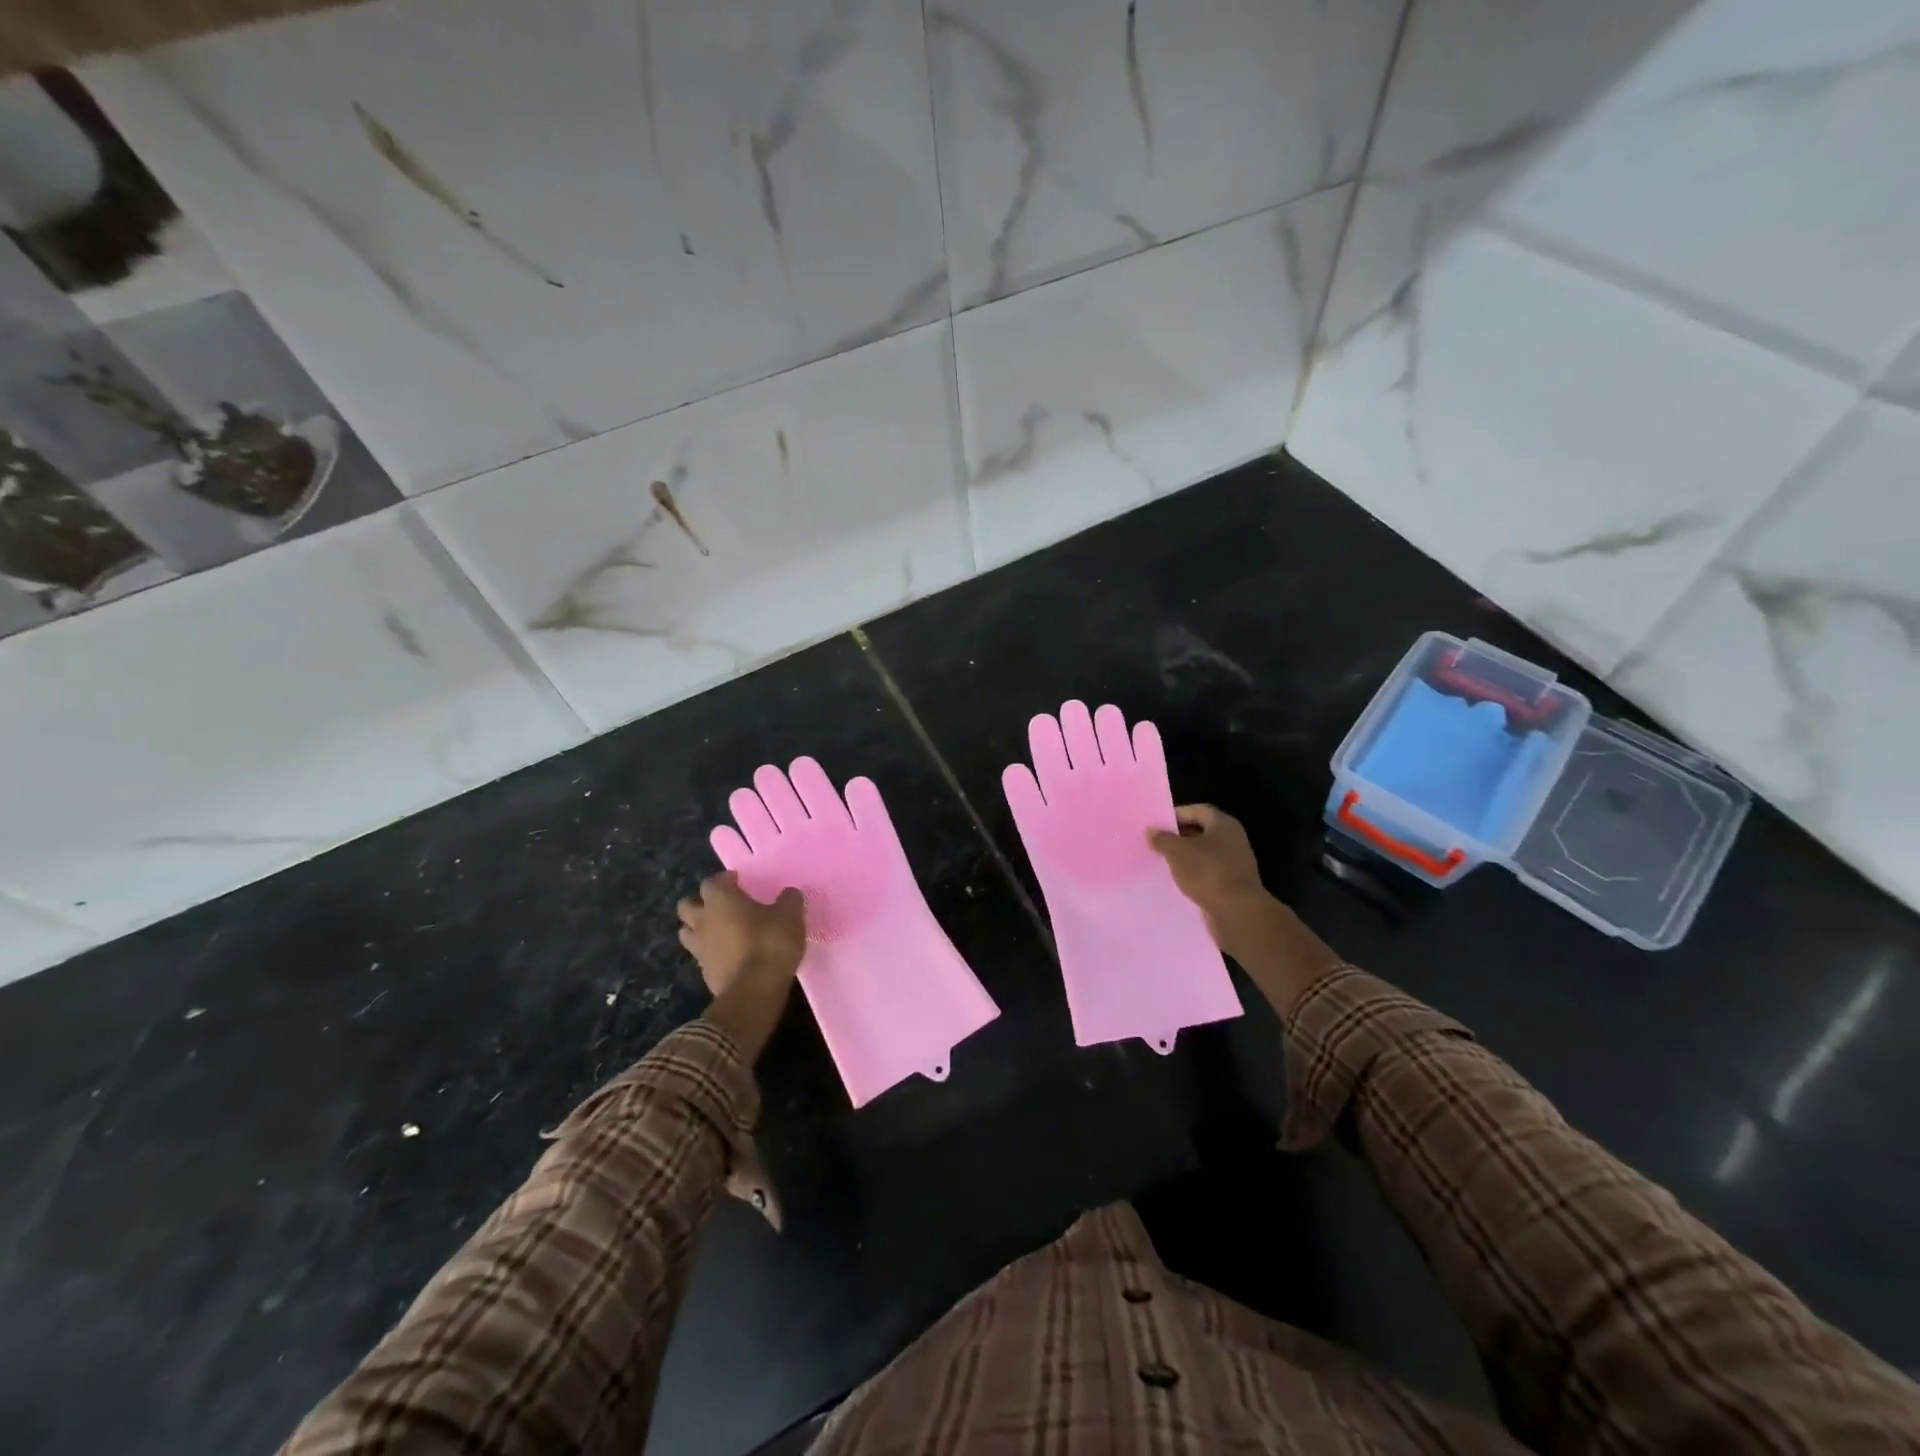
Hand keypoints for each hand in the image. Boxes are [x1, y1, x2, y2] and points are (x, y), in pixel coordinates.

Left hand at [678, 872, 804, 1057]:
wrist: (754, 991)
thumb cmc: (770, 943)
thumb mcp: (790, 916)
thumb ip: (789, 900)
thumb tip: (789, 894)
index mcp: (720, 901)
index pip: (711, 882)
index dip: (724, 880)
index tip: (739, 882)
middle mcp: (703, 921)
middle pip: (687, 906)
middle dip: (700, 903)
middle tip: (722, 906)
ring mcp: (699, 949)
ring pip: (687, 932)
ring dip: (699, 928)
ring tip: (719, 931)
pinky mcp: (703, 973)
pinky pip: (700, 956)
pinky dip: (710, 952)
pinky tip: (728, 955)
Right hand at [1148, 805, 1341, 1017]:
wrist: (1244, 921)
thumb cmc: (1212, 879)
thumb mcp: (1180, 855)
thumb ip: (1164, 841)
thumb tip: (1151, 833)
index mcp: (1223, 825)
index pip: (1195, 811)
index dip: (1173, 815)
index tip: (1152, 826)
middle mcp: (1232, 842)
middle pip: (1199, 834)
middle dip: (1177, 840)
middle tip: (1149, 848)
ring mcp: (1235, 869)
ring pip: (1202, 859)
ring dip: (1183, 863)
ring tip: (1155, 869)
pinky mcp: (1233, 893)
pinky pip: (1206, 880)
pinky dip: (1191, 882)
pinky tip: (1171, 890)